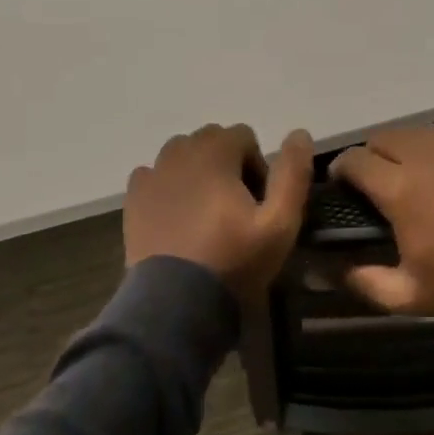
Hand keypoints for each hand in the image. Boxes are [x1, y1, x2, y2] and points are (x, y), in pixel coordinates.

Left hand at [124, 124, 313, 297]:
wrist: (176, 301)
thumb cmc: (233, 260)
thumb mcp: (279, 223)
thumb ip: (292, 174)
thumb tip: (299, 133)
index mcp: (214, 153)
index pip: (243, 135)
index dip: (257, 164)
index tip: (259, 200)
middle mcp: (178, 153)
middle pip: (210, 140)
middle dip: (227, 163)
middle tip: (236, 206)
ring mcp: (151, 175)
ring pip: (180, 155)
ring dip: (197, 171)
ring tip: (206, 211)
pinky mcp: (133, 199)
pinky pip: (154, 176)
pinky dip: (168, 187)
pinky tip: (178, 218)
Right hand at [329, 125, 433, 317]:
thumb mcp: (409, 296)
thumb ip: (365, 282)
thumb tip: (332, 271)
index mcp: (400, 188)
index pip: (355, 159)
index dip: (341, 168)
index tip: (342, 183)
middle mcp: (426, 156)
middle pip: (384, 136)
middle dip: (372, 154)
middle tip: (377, 179)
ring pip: (419, 131)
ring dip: (406, 147)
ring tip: (413, 171)